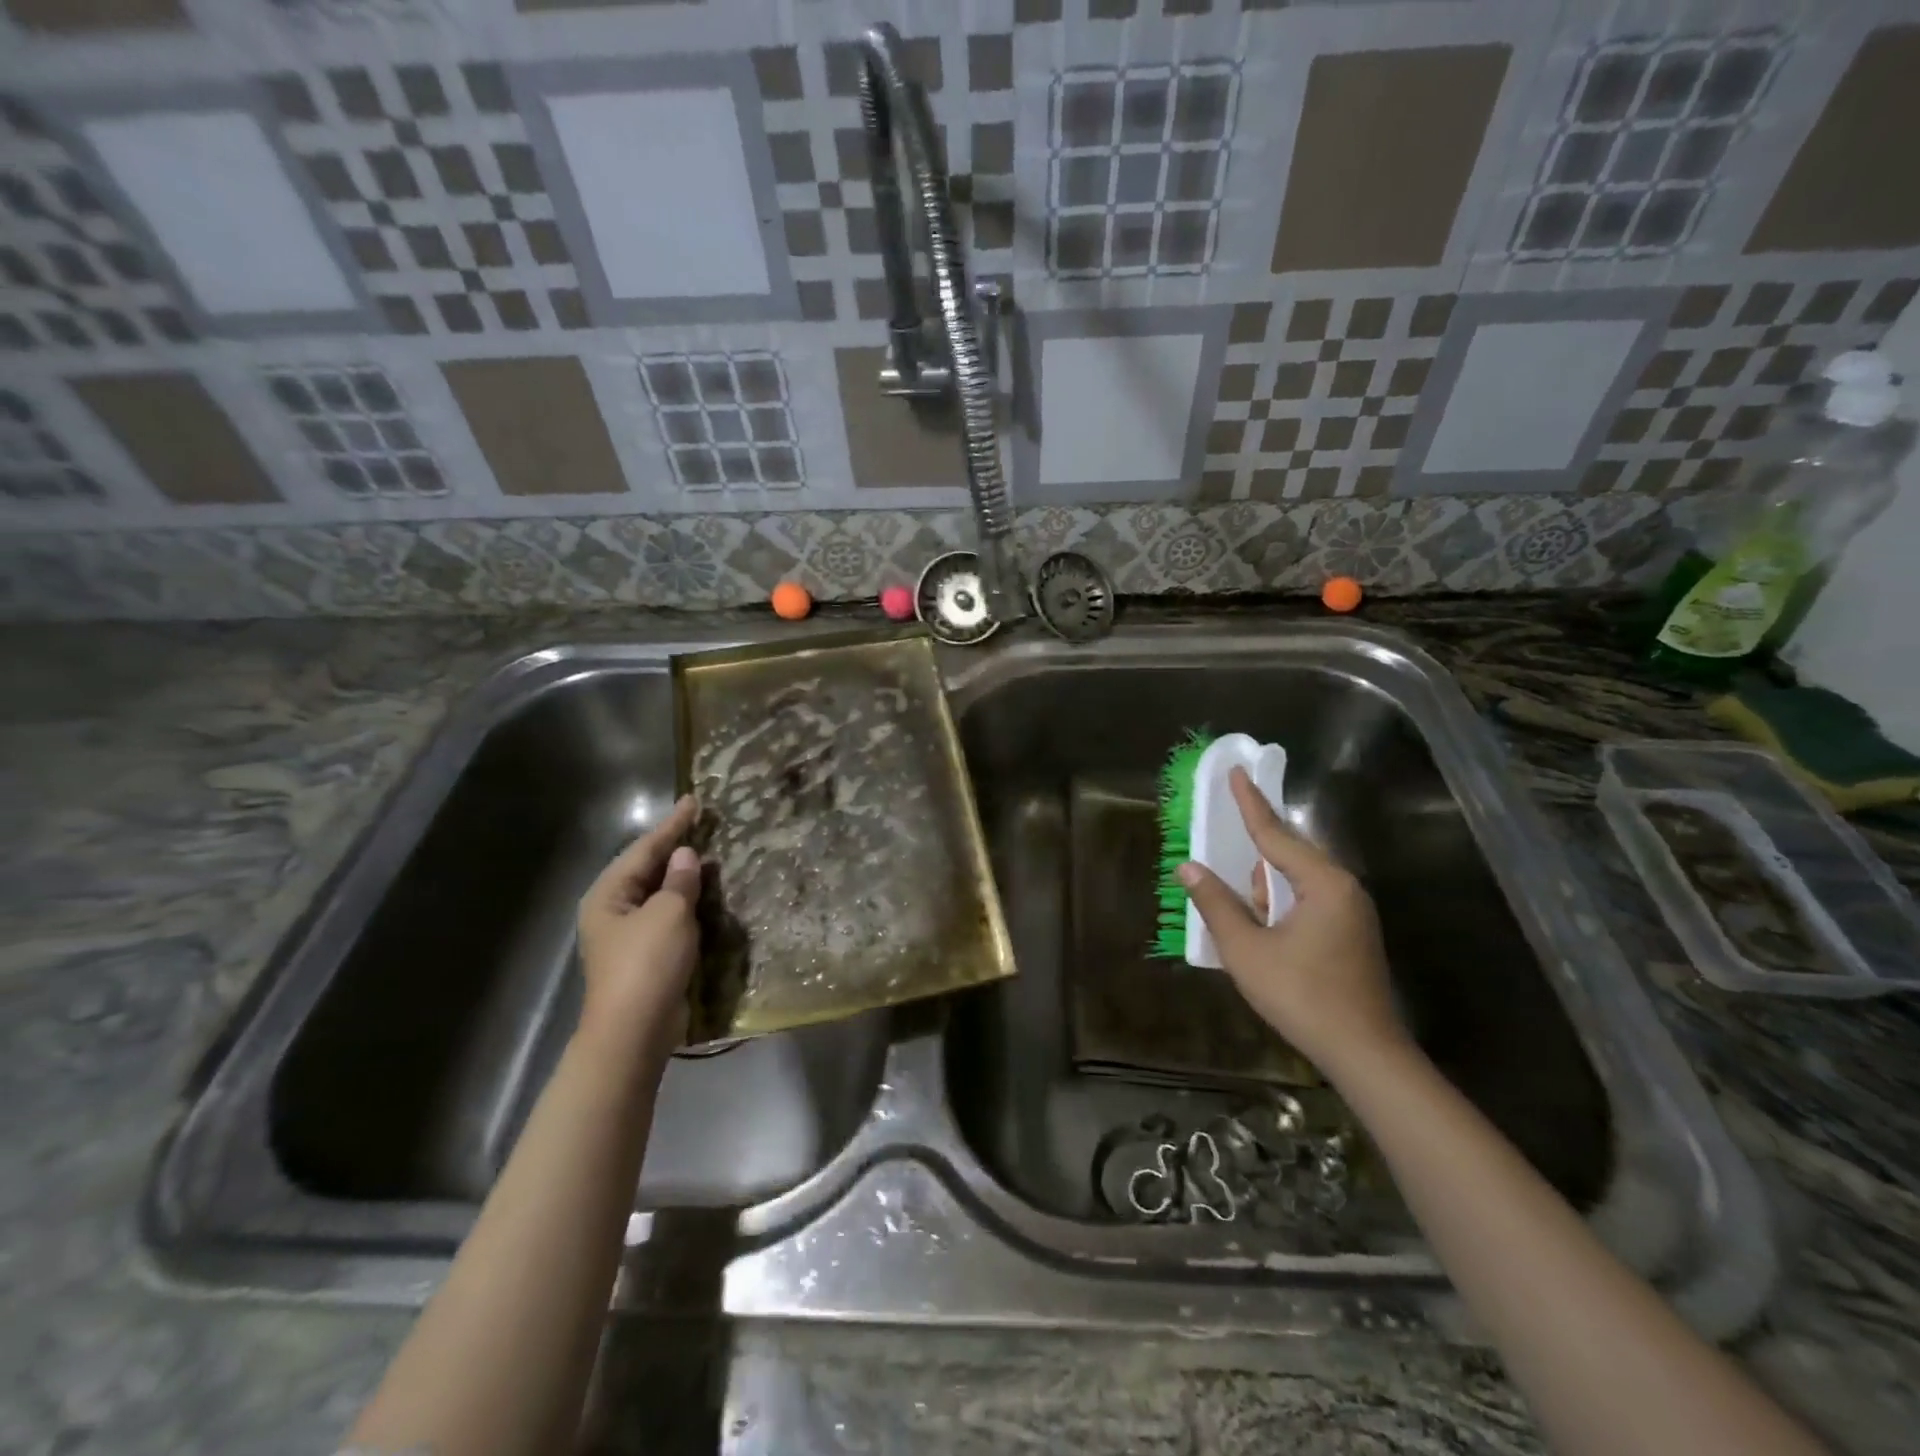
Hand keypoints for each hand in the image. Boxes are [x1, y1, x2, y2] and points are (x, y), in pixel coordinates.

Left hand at [577, 795, 702, 1059]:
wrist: (633, 1033)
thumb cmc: (647, 964)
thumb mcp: (669, 913)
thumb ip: (679, 880)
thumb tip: (685, 856)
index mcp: (608, 894)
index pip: (645, 849)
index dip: (672, 824)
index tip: (694, 801)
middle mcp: (612, 910)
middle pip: (647, 869)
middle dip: (675, 848)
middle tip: (703, 824)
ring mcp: (627, 935)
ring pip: (658, 894)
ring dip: (683, 876)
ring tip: (709, 853)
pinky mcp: (645, 956)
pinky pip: (667, 916)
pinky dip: (686, 902)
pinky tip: (705, 895)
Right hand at [1178, 767, 1407, 1076]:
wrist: (1363, 1054)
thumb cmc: (1302, 996)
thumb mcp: (1246, 949)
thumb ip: (1216, 904)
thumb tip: (1188, 868)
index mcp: (1322, 883)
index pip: (1276, 834)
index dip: (1250, 803)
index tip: (1236, 773)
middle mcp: (1342, 888)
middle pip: (1288, 854)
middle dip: (1254, 853)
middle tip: (1225, 838)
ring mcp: (1351, 912)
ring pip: (1296, 882)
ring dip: (1265, 889)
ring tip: (1242, 911)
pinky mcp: (1350, 934)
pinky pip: (1307, 901)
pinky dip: (1279, 904)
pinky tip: (1262, 927)